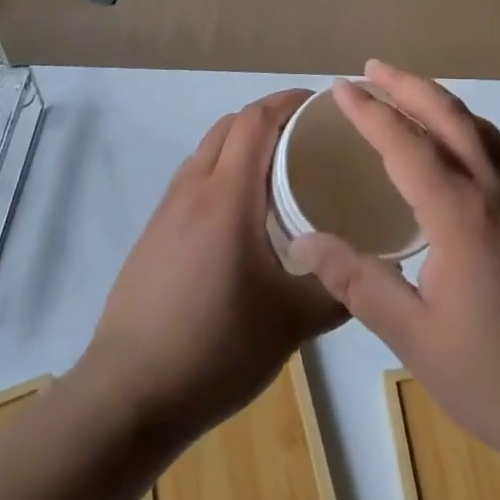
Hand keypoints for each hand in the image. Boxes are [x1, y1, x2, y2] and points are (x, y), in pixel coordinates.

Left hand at [87, 89, 346, 441]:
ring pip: (207, 150)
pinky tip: (241, 216)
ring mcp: (166, 211)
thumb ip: (339, 291)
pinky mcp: (152, 235)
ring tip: (278, 170)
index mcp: (227, 195)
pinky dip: (221, 171)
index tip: (320, 104)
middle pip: (230, 125)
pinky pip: (192, 179)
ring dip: (241, 143)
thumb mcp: (293, 323)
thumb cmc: (215, 348)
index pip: (255, 120)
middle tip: (307, 136)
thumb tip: (374, 273)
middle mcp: (193, 189)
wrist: (126, 398)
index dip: (287, 101)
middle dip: (268, 117)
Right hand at [290, 62, 499, 474]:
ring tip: (406, 95)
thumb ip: (358, 282)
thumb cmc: (496, 378)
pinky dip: (465, 127)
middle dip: (406, 86)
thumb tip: (303, 242)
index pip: (406, 143)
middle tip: (370, 70)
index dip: (370, 112)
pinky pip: (497, 148)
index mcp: (462, 213)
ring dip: (439, 101)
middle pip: (448, 115)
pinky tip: (454, 145)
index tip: (340, 88)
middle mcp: (497, 189)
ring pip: (478, 127)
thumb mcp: (415, 336)